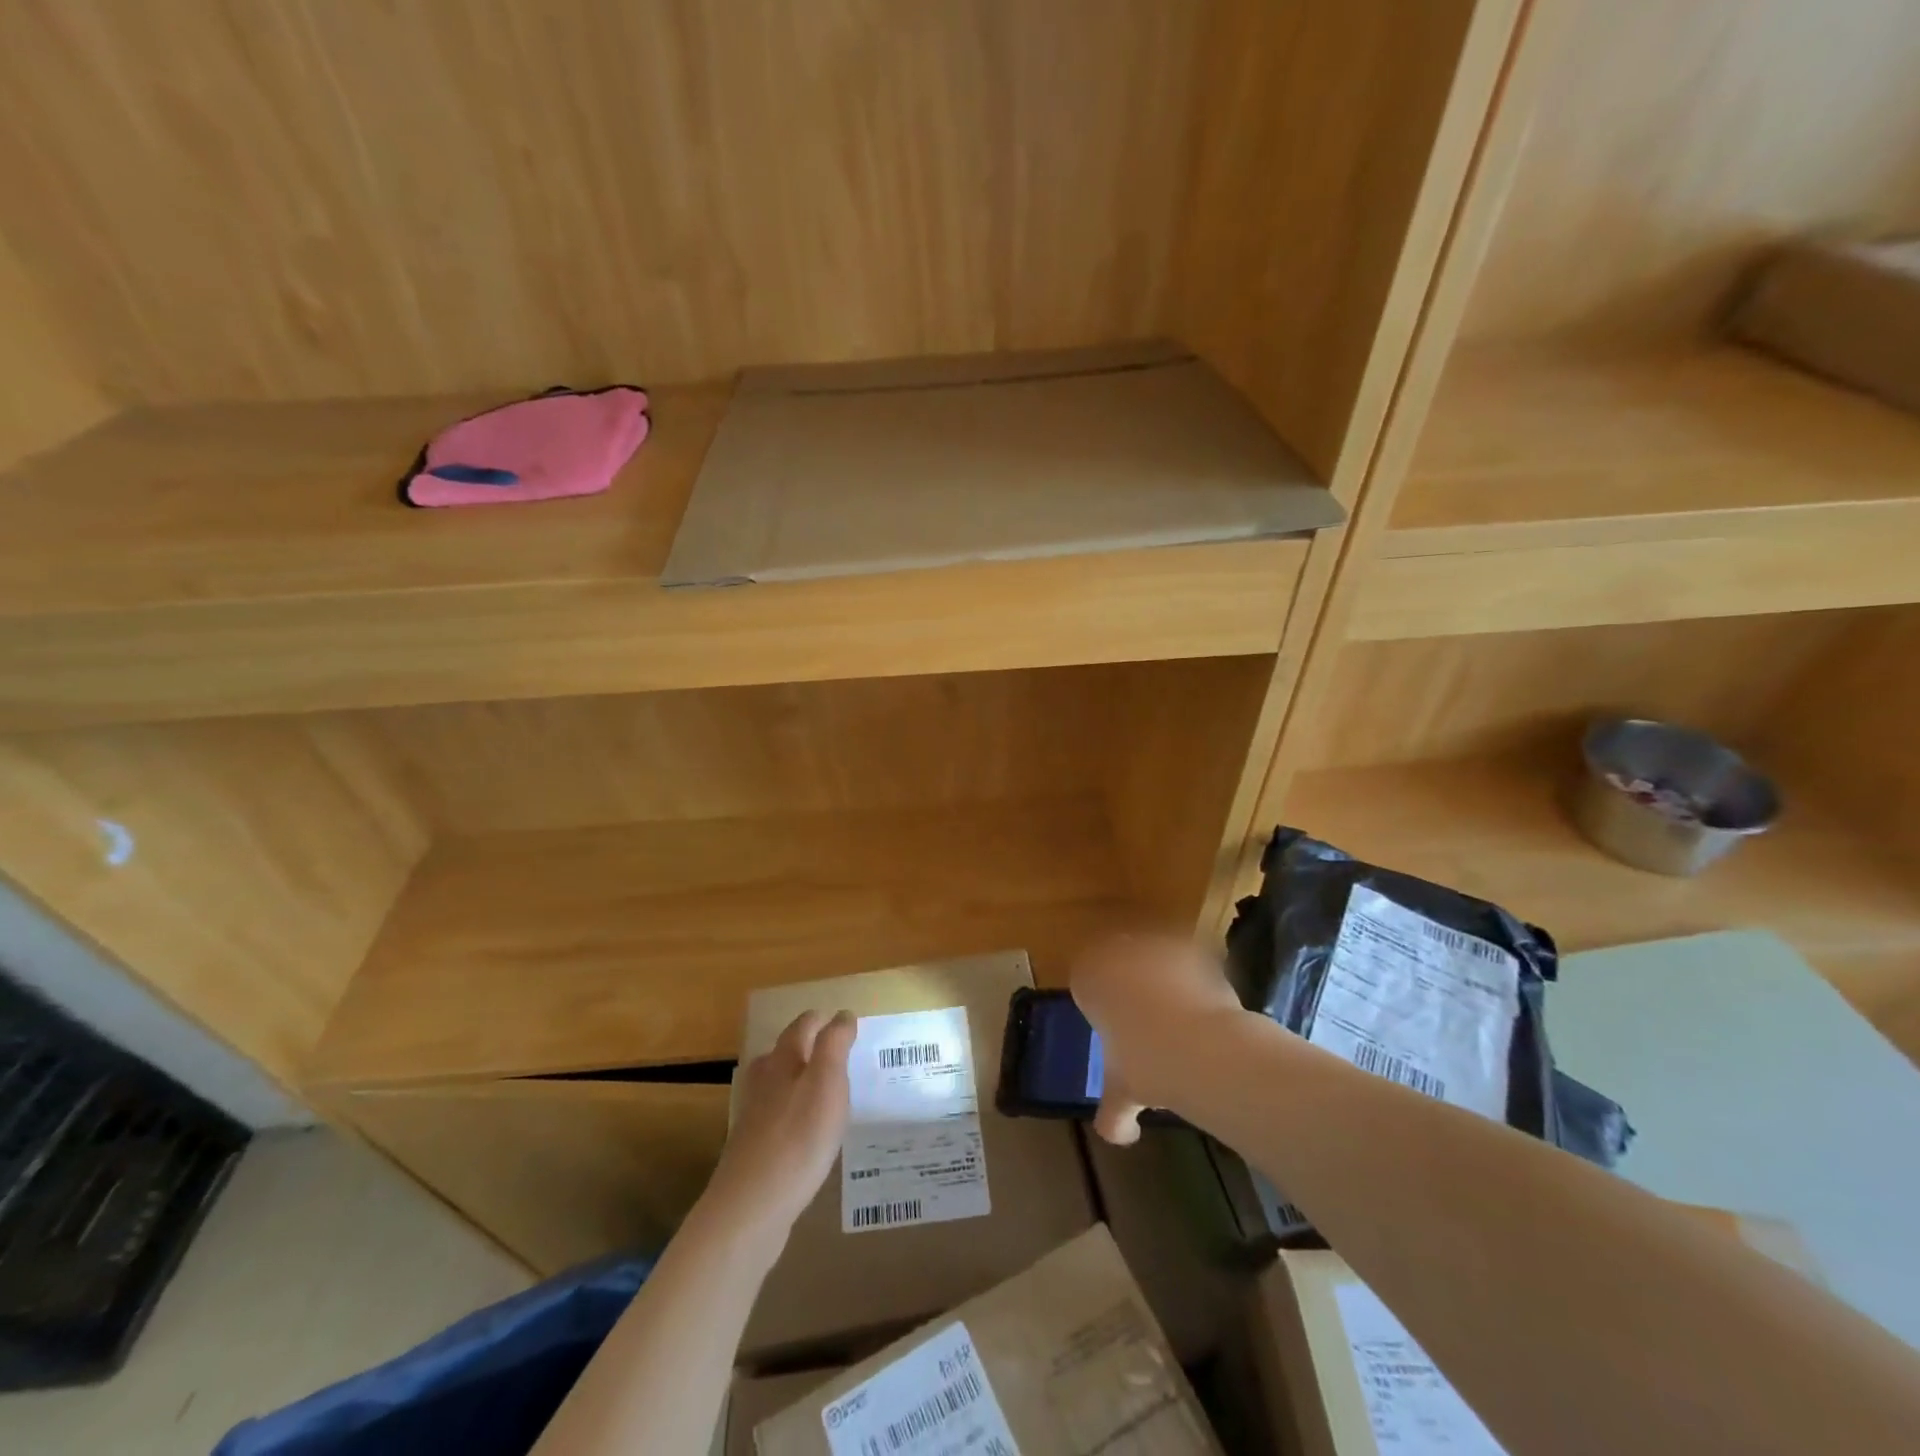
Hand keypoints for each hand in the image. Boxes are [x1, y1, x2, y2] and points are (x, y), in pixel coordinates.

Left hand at [705, 1010, 856, 1238]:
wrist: (751, 1207)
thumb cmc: (798, 1137)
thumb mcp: (827, 1082)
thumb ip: (835, 1045)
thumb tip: (842, 1014)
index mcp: (783, 1060)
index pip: (803, 1025)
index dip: (824, 1021)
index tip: (846, 1024)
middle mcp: (763, 1080)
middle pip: (785, 1052)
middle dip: (810, 1048)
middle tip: (839, 1056)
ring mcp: (753, 1115)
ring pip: (778, 1084)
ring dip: (800, 1081)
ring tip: (826, 1092)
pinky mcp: (752, 1148)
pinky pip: (777, 1117)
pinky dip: (793, 1113)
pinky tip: (806, 1133)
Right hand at [1071, 932, 1247, 1146]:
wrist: (1202, 1047)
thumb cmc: (1145, 1065)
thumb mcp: (1121, 1092)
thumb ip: (1113, 1113)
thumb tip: (1117, 1134)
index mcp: (1087, 978)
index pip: (1085, 981)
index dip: (1100, 1004)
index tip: (1114, 1029)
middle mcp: (1116, 951)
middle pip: (1119, 965)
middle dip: (1130, 987)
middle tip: (1147, 1023)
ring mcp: (1156, 945)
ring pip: (1153, 959)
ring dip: (1163, 980)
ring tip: (1181, 1018)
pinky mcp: (1193, 948)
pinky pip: (1188, 962)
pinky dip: (1195, 979)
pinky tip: (1205, 1009)